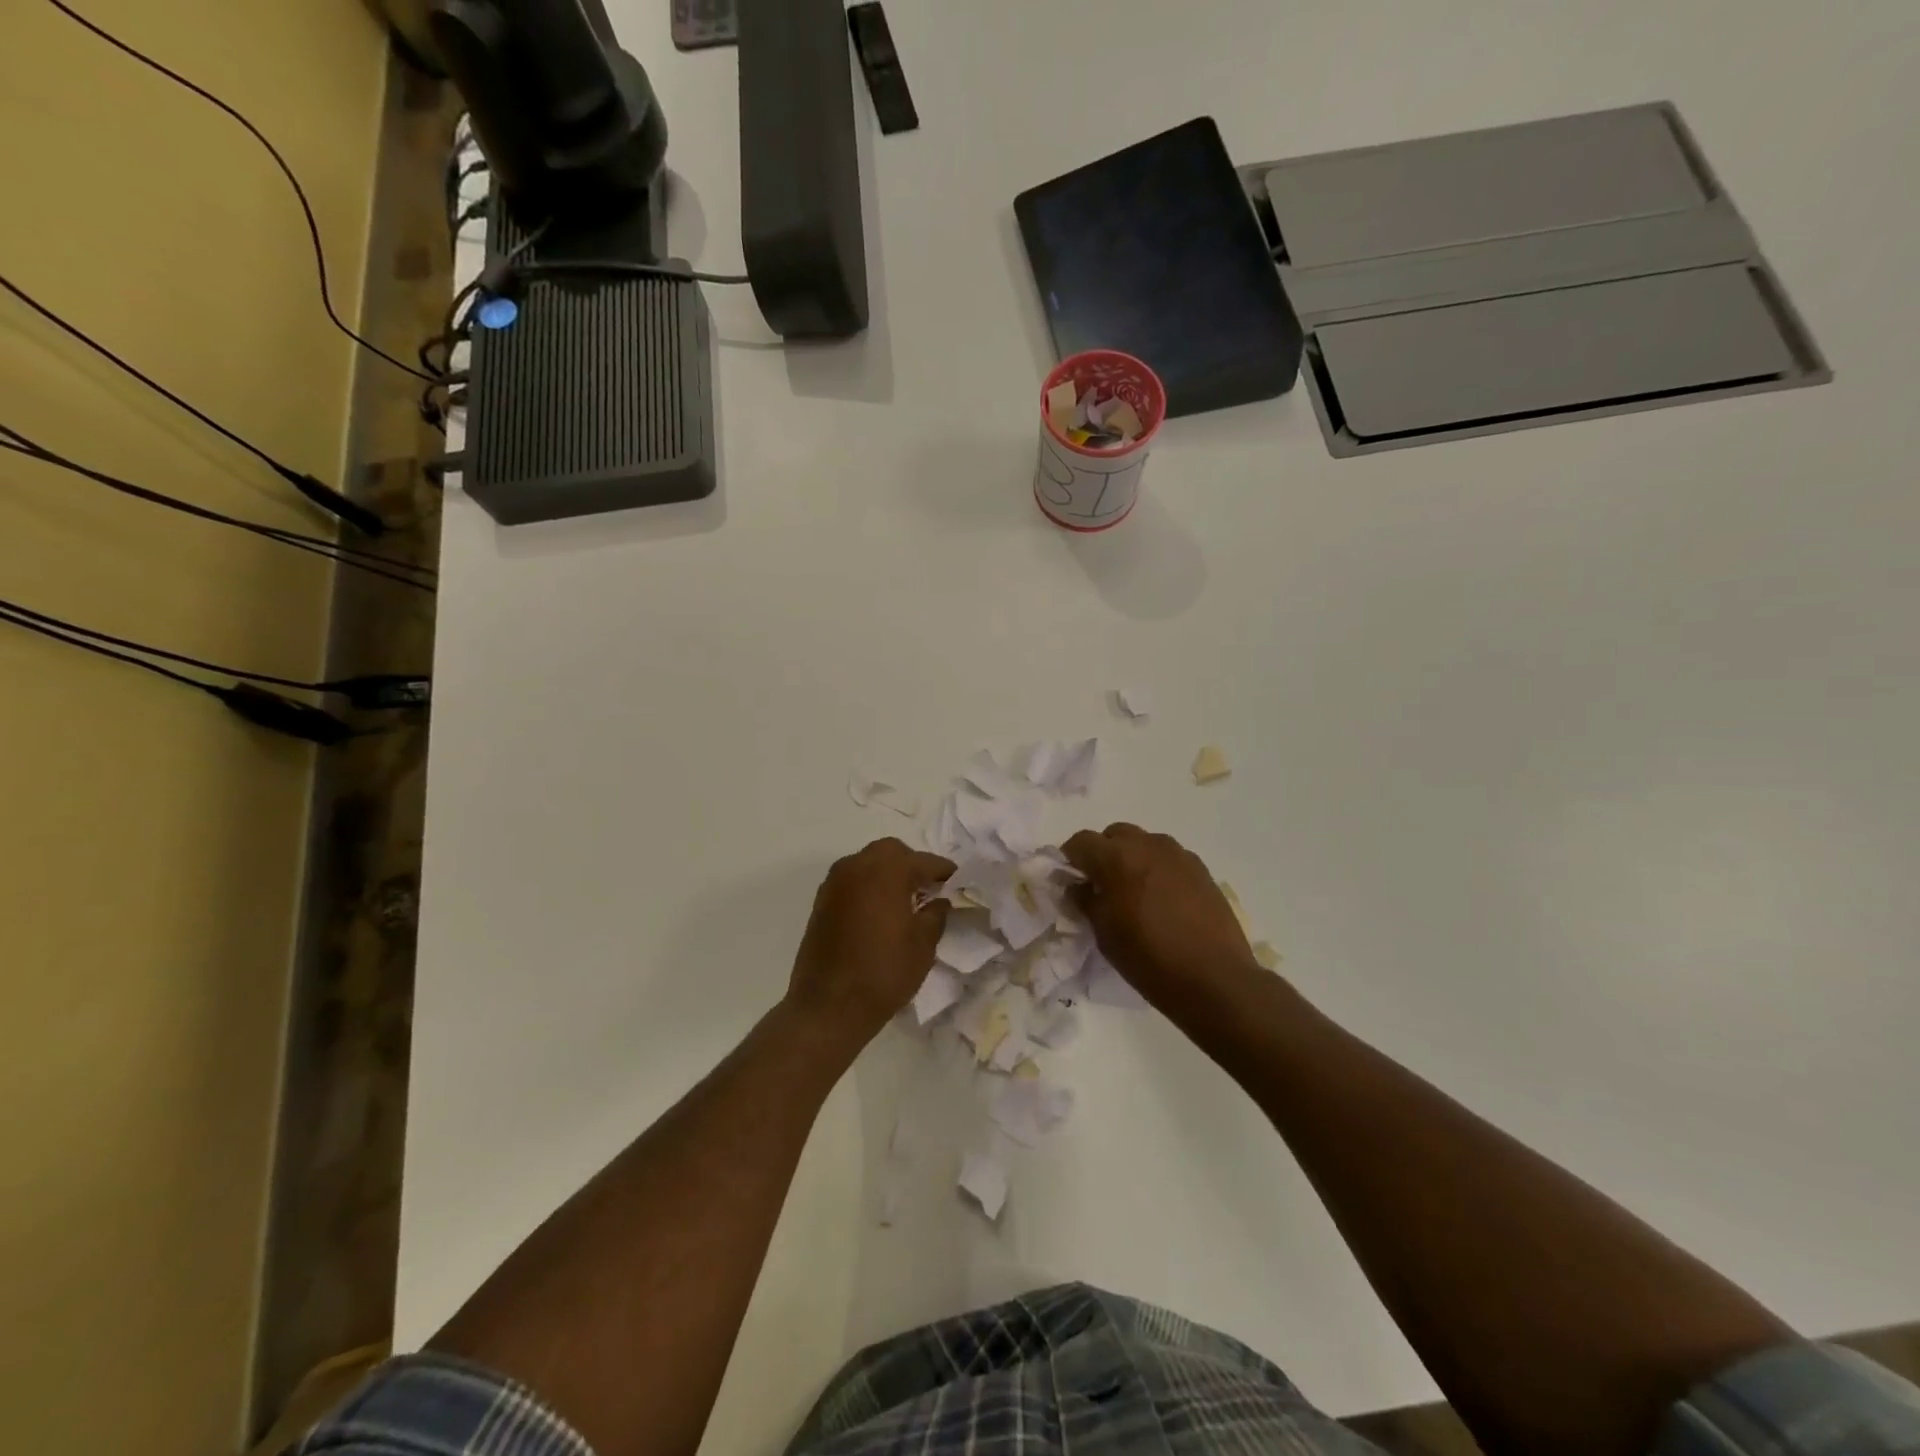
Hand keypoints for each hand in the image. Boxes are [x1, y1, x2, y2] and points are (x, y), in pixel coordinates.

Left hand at [786, 838, 953, 1044]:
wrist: (828, 1006)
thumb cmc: (884, 972)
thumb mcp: (923, 945)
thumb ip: (936, 914)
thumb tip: (939, 901)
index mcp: (887, 871)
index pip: (923, 861)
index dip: (944, 871)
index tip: (958, 881)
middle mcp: (857, 866)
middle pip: (891, 852)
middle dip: (912, 864)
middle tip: (929, 888)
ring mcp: (835, 882)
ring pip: (868, 862)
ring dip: (888, 873)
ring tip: (906, 900)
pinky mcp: (821, 901)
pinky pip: (852, 880)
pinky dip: (869, 886)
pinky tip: (880, 911)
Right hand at [1062, 823, 1263, 1012]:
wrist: (1214, 979)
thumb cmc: (1148, 958)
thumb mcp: (1104, 933)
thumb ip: (1085, 900)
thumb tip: (1077, 885)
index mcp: (1117, 857)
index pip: (1081, 841)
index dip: (1070, 858)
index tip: (1070, 880)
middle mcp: (1148, 845)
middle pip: (1115, 835)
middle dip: (1103, 854)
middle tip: (1101, 886)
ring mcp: (1179, 855)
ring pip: (1144, 844)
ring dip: (1132, 859)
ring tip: (1135, 893)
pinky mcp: (1201, 869)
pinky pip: (1169, 859)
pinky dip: (1158, 870)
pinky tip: (1163, 901)